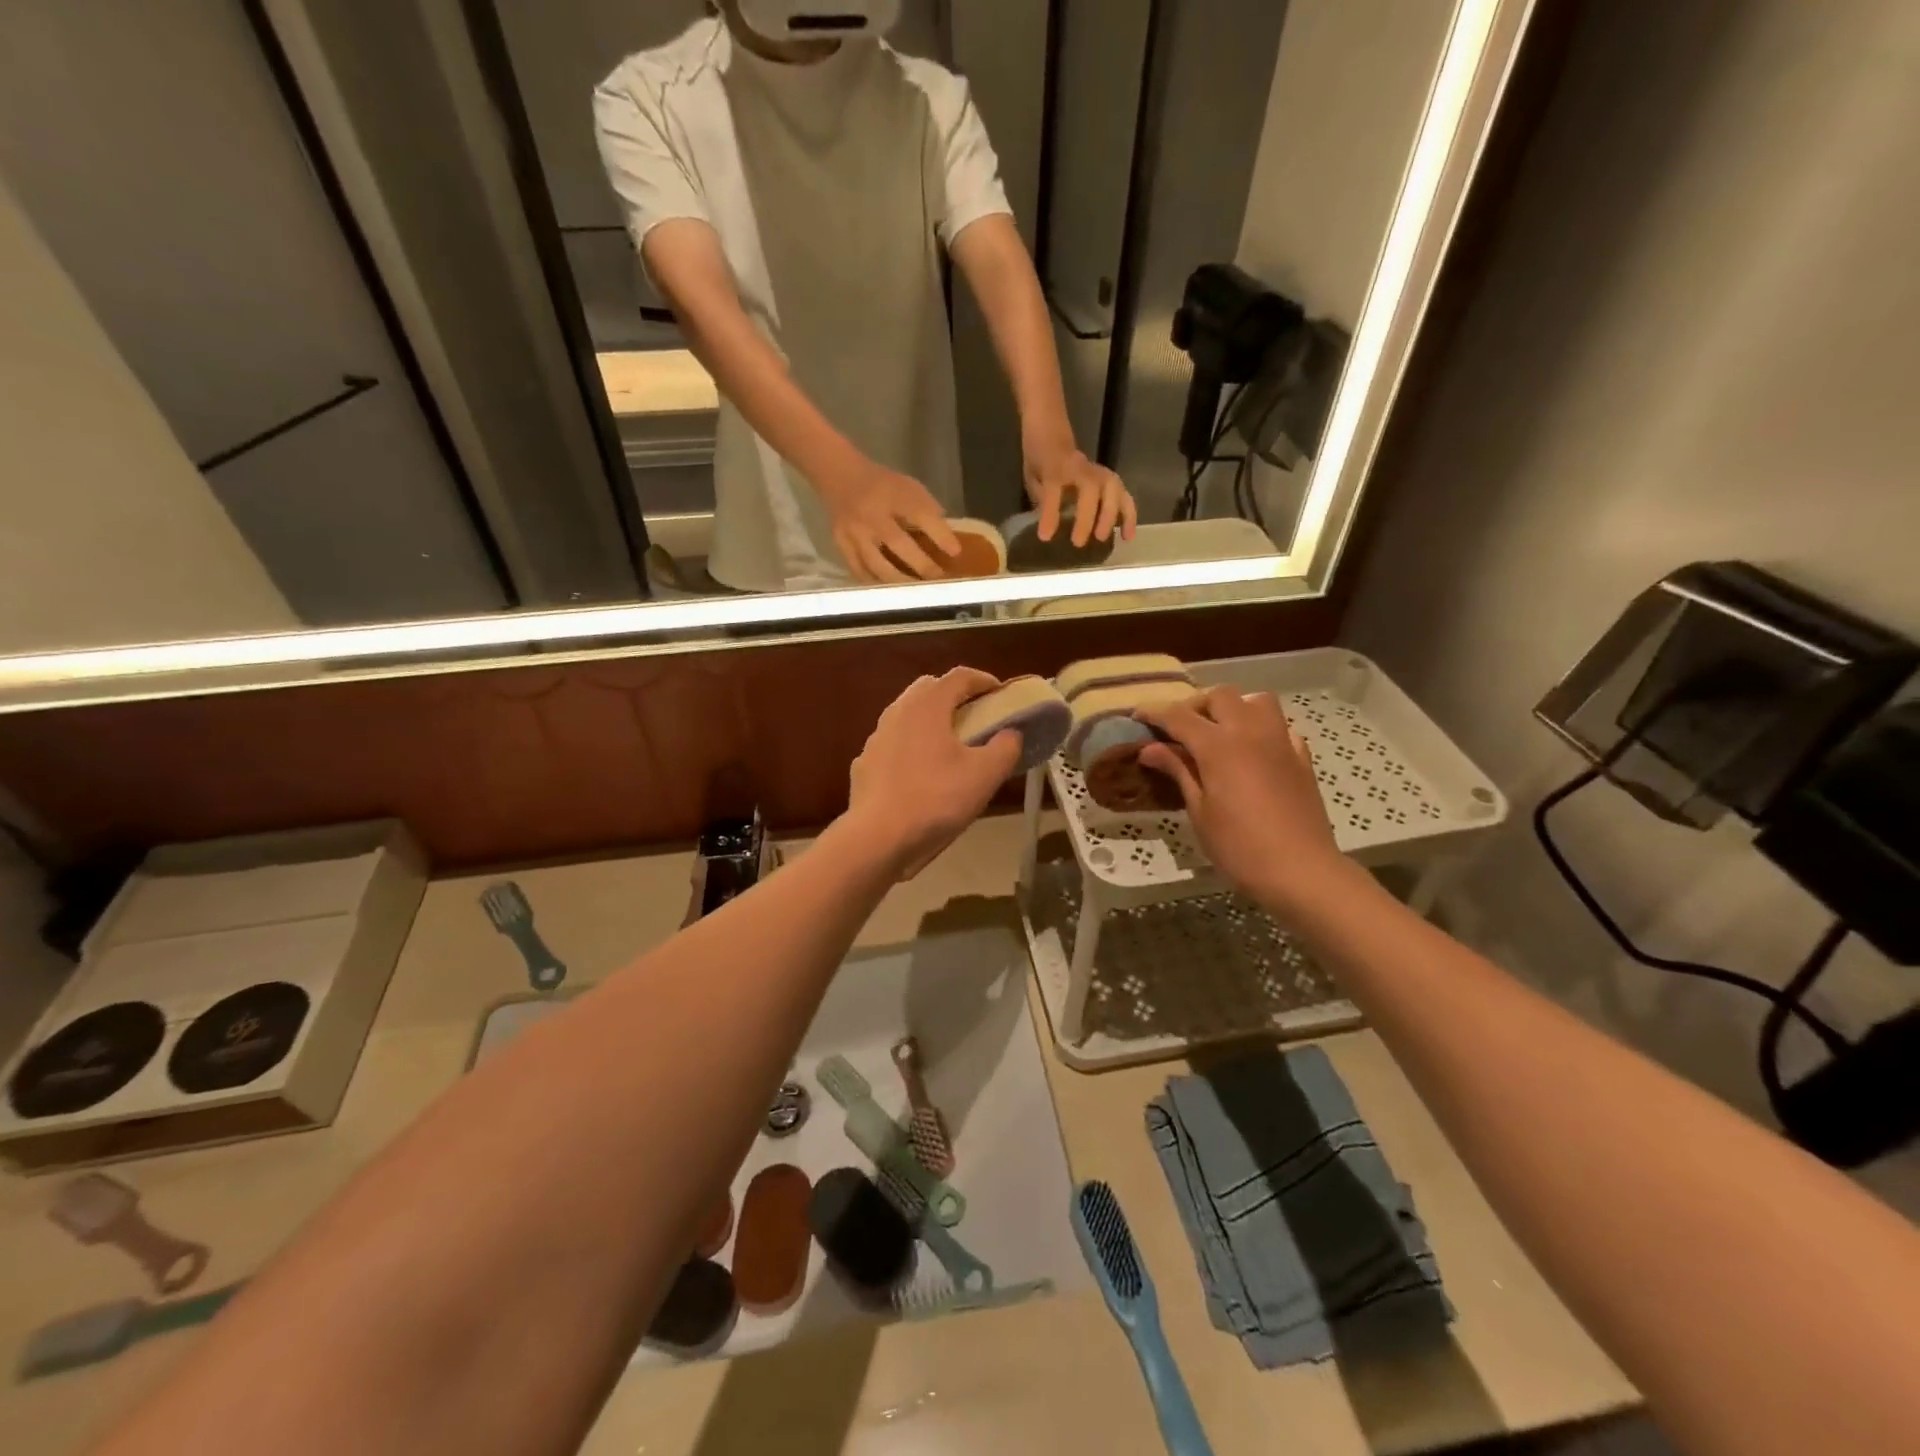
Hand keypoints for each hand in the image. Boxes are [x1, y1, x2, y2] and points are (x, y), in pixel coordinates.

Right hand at [818, 460, 961, 583]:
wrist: (840, 476)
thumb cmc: (883, 485)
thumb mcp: (910, 487)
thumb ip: (928, 511)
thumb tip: (947, 542)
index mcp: (893, 494)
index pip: (920, 514)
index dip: (940, 535)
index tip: (956, 552)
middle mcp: (872, 514)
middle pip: (898, 543)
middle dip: (922, 565)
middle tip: (939, 579)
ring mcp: (854, 532)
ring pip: (877, 564)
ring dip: (900, 581)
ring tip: (917, 592)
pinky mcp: (841, 545)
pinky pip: (860, 571)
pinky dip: (877, 583)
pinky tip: (891, 592)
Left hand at [842, 668, 1023, 878]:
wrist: (877, 838)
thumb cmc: (936, 799)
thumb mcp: (985, 775)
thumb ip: (1005, 747)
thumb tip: (1011, 733)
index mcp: (927, 705)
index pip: (959, 676)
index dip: (984, 680)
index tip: (1000, 694)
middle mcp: (897, 711)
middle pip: (928, 689)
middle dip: (954, 695)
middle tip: (975, 715)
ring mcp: (876, 737)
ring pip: (906, 715)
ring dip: (930, 720)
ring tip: (949, 744)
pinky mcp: (864, 764)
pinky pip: (893, 744)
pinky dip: (910, 746)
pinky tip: (920, 772)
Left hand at [1023, 437, 1136, 546]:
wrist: (1052, 432)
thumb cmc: (1040, 458)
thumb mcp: (1032, 477)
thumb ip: (1041, 499)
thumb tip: (1048, 527)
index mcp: (1055, 465)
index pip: (1054, 487)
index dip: (1051, 511)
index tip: (1045, 536)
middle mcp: (1080, 467)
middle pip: (1090, 488)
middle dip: (1087, 516)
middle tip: (1078, 542)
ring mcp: (1099, 472)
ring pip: (1112, 489)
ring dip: (1112, 516)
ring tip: (1105, 539)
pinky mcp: (1111, 479)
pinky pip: (1124, 496)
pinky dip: (1129, 516)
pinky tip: (1127, 536)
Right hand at [1136, 687, 1352, 913]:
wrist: (1301, 871)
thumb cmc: (1239, 847)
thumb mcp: (1199, 811)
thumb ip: (1178, 771)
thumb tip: (1150, 748)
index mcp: (1219, 745)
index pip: (1179, 716)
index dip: (1154, 712)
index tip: (1136, 716)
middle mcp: (1250, 732)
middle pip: (1219, 696)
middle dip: (1194, 706)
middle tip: (1178, 730)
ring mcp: (1280, 742)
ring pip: (1256, 701)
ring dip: (1233, 708)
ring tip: (1219, 732)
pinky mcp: (1301, 758)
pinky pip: (1280, 727)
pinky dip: (1262, 729)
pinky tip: (1253, 752)